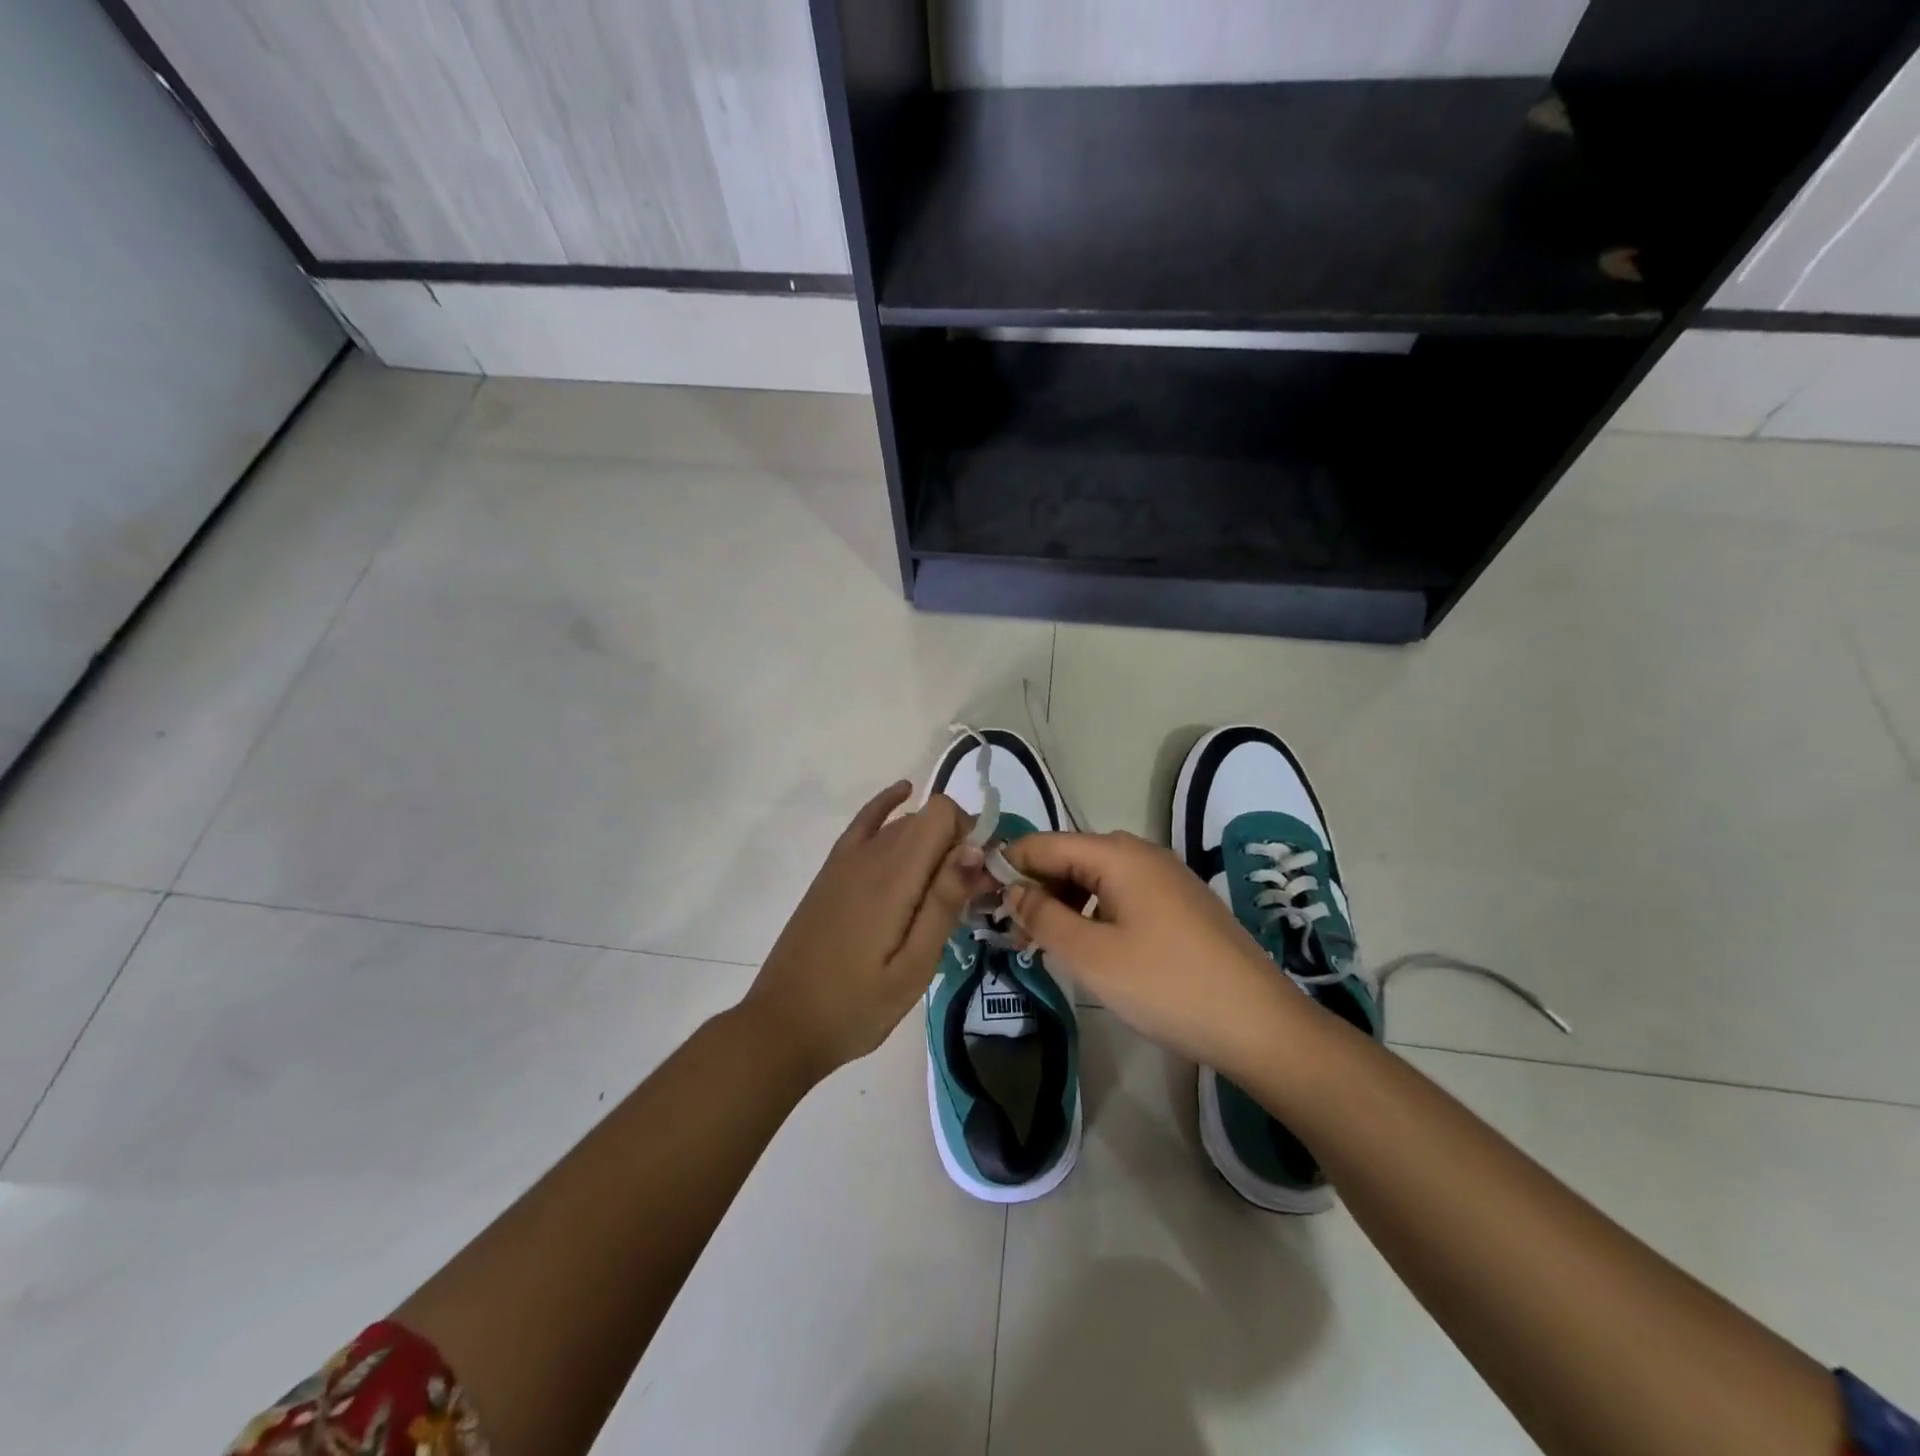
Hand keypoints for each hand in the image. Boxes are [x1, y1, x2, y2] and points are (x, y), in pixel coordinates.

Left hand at [744, 783, 993, 1080]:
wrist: (783, 1024)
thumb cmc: (856, 1007)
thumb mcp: (912, 968)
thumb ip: (943, 904)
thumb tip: (974, 849)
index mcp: (893, 877)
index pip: (942, 814)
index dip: (970, 835)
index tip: (979, 880)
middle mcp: (869, 854)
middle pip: (926, 818)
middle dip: (956, 842)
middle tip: (967, 896)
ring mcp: (845, 860)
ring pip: (901, 823)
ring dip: (932, 839)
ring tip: (945, 887)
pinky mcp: (831, 871)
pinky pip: (865, 823)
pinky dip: (887, 806)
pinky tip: (903, 794)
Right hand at [1002, 831, 1310, 1075]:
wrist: (1258, 1023)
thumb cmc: (1165, 985)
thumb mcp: (1090, 955)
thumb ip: (1042, 916)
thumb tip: (1011, 889)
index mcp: (1116, 854)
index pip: (1044, 843)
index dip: (1008, 866)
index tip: (981, 899)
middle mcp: (1141, 853)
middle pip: (1070, 857)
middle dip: (1036, 889)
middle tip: (1012, 934)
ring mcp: (1165, 876)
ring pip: (1096, 878)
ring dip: (1064, 904)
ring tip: (1044, 945)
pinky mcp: (1180, 903)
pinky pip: (1122, 895)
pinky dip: (1095, 913)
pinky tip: (1089, 947)